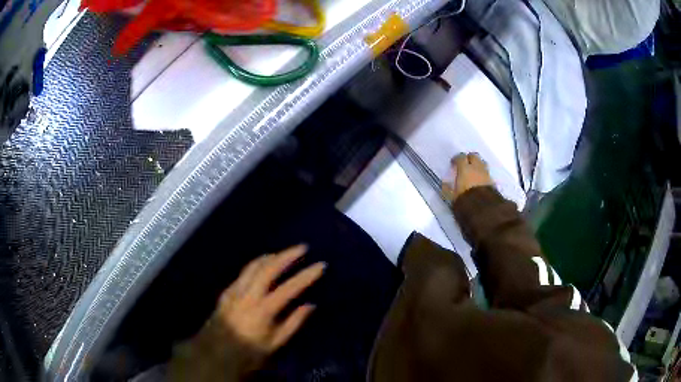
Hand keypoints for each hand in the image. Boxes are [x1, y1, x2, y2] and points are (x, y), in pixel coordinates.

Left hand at [215, 245, 324, 352]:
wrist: (216, 352)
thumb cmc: (249, 352)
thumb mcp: (275, 343)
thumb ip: (293, 323)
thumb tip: (310, 305)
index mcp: (263, 310)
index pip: (289, 288)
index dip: (306, 275)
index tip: (320, 265)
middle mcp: (248, 295)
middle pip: (269, 267)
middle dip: (287, 255)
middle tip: (302, 247)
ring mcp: (235, 290)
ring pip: (254, 265)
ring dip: (271, 256)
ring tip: (284, 253)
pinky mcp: (227, 290)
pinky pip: (244, 272)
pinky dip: (257, 264)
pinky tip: (263, 266)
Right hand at [442, 153, 493, 201]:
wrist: (484, 210)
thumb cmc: (465, 201)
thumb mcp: (452, 197)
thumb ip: (447, 189)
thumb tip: (444, 183)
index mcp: (465, 169)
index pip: (460, 157)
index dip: (456, 159)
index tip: (453, 163)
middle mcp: (476, 168)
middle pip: (474, 156)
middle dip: (469, 158)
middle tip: (465, 165)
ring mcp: (486, 174)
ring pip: (482, 163)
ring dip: (477, 165)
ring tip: (473, 172)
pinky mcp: (493, 182)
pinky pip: (487, 173)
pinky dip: (483, 174)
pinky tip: (480, 181)